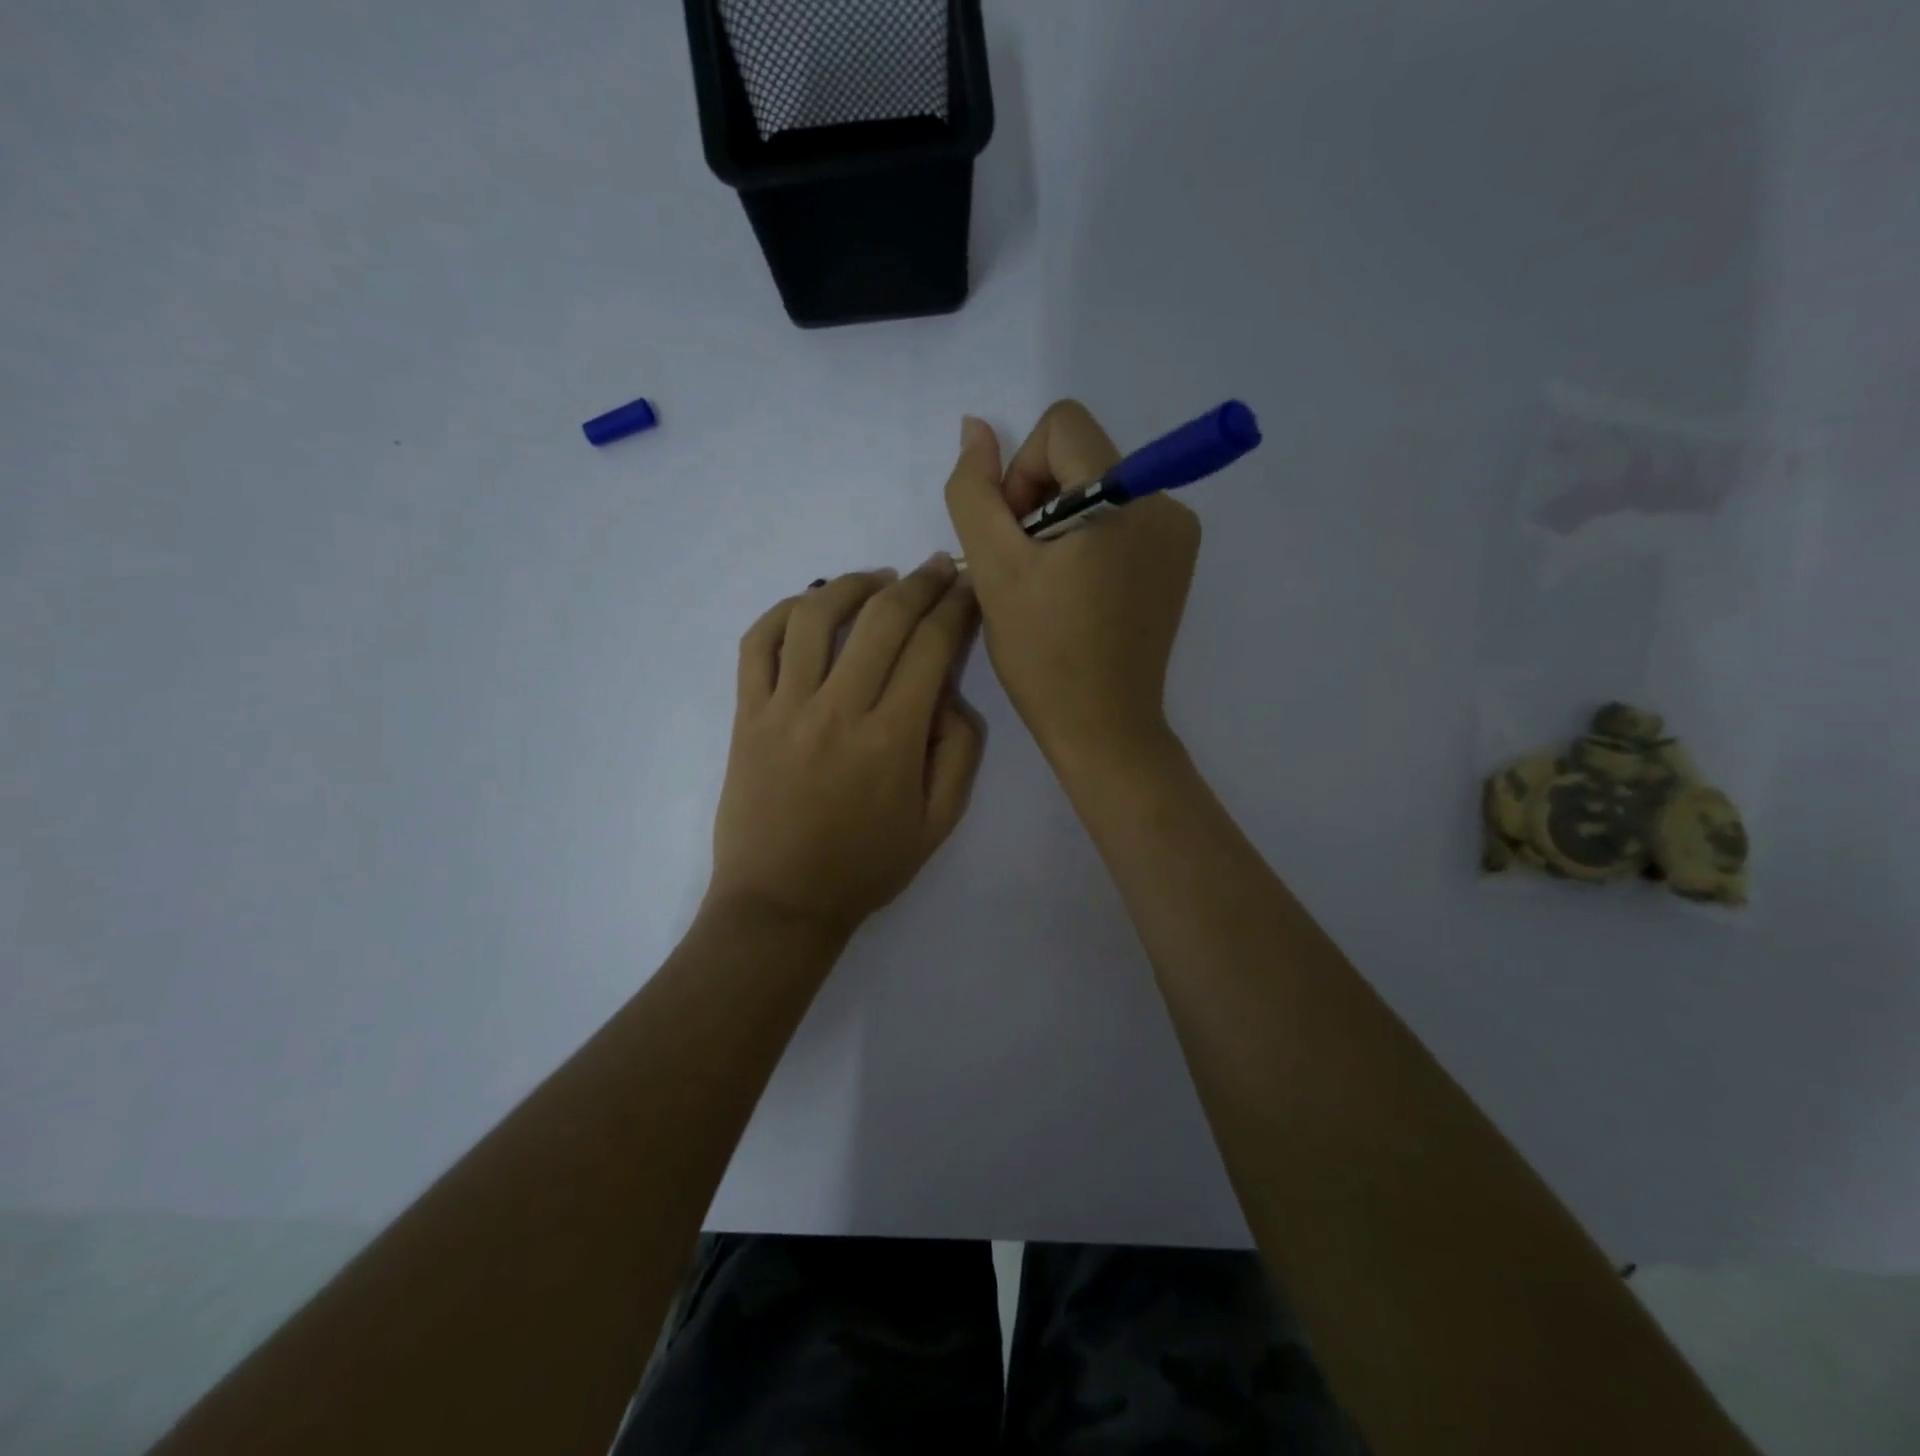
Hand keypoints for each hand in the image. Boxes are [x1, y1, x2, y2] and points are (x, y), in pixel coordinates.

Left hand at [706, 557, 983, 941]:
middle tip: (939, 567)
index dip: (957, 607)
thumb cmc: (865, 868)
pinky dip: (783, 611)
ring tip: (879, 578)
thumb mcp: (939, 823)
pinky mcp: (747, 714)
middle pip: (883, 619)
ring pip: (817, 616)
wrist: (780, 903)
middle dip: (920, 582)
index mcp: (893, 738)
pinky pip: (758, 644)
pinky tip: (810, 604)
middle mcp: (839, 709)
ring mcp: (785, 707)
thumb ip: (959, 753)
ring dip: (854, 584)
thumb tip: (949, 695)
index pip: (932, 646)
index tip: (970, 588)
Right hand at [944, 402, 1199, 769]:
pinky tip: (1078, 594)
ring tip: (1051, 586)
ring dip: (1061, 525)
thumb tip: (977, 427)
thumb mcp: (994, 569)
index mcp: (1125, 497)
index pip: (1061, 426)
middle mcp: (1165, 502)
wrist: (1102, 726)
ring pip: (1098, 488)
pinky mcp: (1176, 560)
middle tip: (1028, 569)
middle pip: (1081, 456)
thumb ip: (975, 491)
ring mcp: (1177, 533)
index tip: (1016, 537)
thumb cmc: (1044, 653)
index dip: (1022, 473)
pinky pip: (1121, 519)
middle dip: (1040, 503)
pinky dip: (1089, 542)